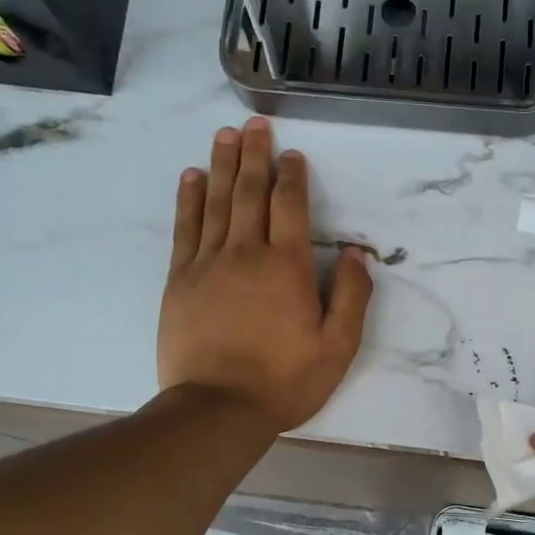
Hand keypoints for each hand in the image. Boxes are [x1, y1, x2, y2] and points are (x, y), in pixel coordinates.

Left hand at [158, 119, 372, 431]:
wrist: (218, 408)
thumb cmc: (285, 381)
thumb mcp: (337, 348)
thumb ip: (351, 297)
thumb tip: (353, 254)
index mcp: (287, 267)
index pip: (290, 206)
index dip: (293, 176)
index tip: (293, 155)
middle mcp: (246, 253)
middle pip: (250, 192)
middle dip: (255, 156)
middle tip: (255, 126)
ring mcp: (208, 264)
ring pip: (217, 202)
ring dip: (223, 165)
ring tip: (225, 136)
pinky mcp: (181, 281)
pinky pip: (186, 228)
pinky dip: (189, 199)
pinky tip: (192, 177)